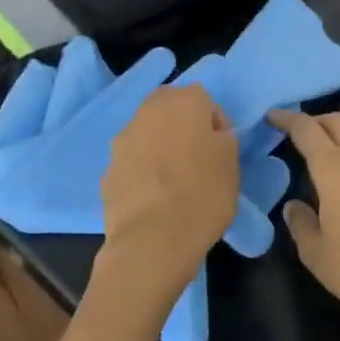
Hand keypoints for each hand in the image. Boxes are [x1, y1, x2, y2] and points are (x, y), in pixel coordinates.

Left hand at [97, 85, 238, 312]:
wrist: (152, 241)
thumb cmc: (203, 194)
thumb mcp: (232, 162)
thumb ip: (223, 137)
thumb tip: (211, 134)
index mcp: (183, 102)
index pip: (204, 99)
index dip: (215, 123)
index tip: (221, 149)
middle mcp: (148, 112)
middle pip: (169, 109)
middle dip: (182, 126)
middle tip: (197, 158)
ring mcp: (122, 141)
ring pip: (147, 134)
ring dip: (159, 147)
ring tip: (174, 181)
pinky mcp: (107, 171)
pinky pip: (132, 162)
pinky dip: (142, 171)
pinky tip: (154, 198)